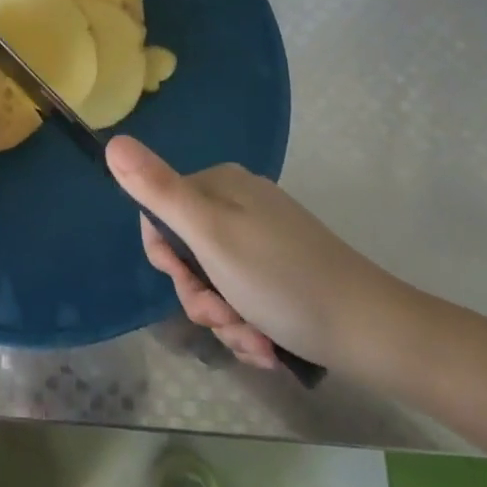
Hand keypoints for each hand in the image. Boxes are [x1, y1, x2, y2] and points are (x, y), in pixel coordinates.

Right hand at [106, 136, 411, 372]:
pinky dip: (247, 324)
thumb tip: (112, 141)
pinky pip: (243, 296)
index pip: (160, 214)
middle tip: (225, 319)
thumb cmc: (283, 280)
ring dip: (225, 319)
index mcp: (220, 185)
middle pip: (187, 252)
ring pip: (214, 281)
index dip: (165, 258)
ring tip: (254, 341)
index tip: (188, 284)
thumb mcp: (209, 235)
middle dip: (200, 297)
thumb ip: (158, 190)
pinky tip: (266, 344)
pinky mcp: (283, 272)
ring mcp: (264, 238)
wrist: (374, 333)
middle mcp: (240, 203)